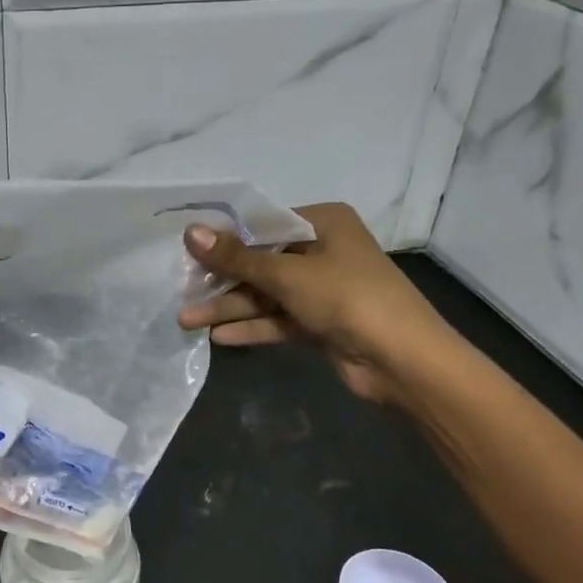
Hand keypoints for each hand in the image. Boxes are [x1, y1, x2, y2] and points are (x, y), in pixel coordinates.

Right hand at [177, 202, 461, 407]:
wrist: (402, 360)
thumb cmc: (346, 297)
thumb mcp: (287, 273)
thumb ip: (237, 257)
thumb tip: (190, 232)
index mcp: (324, 223)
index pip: (264, 224)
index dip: (224, 239)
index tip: (187, 252)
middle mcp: (323, 251)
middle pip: (261, 262)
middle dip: (222, 281)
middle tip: (181, 293)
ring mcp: (323, 290)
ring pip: (267, 295)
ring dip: (230, 307)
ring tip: (186, 321)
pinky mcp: (321, 323)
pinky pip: (278, 320)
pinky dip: (252, 327)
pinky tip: (219, 336)